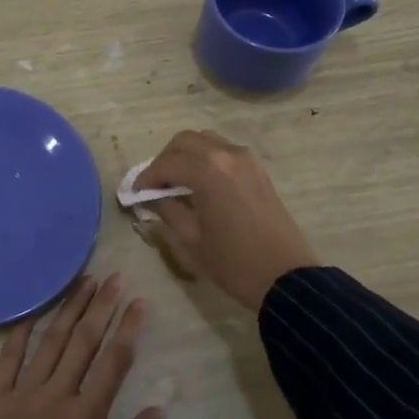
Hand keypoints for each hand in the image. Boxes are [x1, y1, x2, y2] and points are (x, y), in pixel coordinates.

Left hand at [0, 273, 164, 418]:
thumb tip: (158, 409)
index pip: (114, 362)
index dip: (129, 328)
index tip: (140, 301)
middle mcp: (55, 397)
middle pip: (84, 341)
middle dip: (102, 306)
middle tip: (116, 277)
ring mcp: (20, 395)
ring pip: (50, 341)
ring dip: (69, 309)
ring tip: (85, 282)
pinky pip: (8, 356)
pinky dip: (22, 331)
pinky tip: (35, 311)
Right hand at [136, 130, 317, 309]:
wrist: (284, 276)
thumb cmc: (232, 261)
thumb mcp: (189, 240)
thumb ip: (168, 211)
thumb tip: (155, 198)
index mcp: (207, 170)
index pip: (166, 164)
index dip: (146, 178)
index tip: (135, 193)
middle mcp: (226, 154)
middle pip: (184, 141)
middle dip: (165, 160)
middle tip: (155, 185)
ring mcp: (246, 159)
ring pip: (206, 141)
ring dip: (186, 155)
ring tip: (177, 182)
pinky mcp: (258, 170)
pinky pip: (224, 151)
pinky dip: (206, 159)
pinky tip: (201, 184)